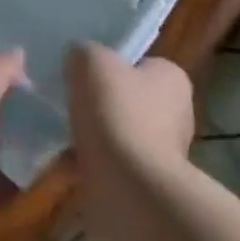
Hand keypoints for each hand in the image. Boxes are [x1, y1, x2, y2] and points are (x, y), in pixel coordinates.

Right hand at [66, 43, 194, 177]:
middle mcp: (177, 114)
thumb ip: (84, 52)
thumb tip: (78, 59)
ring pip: (118, 135)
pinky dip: (90, 165)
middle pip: (129, 100)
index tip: (85, 74)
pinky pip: (111, 167)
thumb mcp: (91, 61)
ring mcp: (164, 154)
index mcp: (172, 79)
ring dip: (94, 137)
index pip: (141, 64)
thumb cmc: (117, 113)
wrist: (128, 189)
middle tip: (71, 103)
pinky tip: (65, 163)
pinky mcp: (147, 186)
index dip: (111, 66)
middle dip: (101, 105)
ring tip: (62, 134)